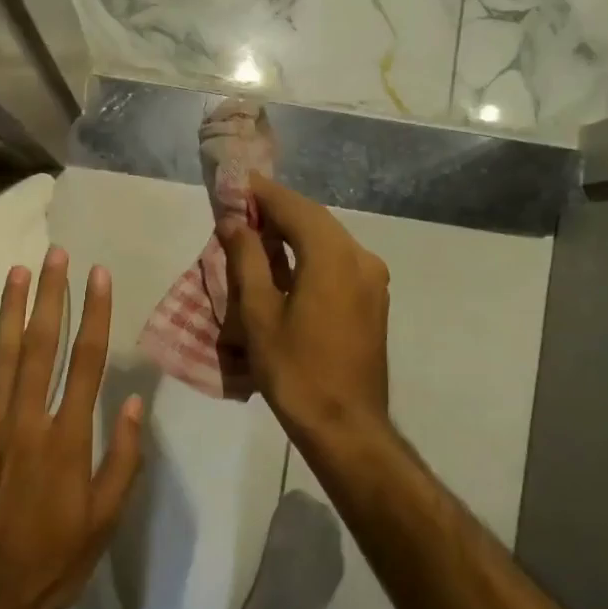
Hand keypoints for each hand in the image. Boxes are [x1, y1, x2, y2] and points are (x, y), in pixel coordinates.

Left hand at [0, 248, 143, 608]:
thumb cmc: (53, 561)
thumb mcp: (105, 519)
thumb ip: (121, 457)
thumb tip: (130, 401)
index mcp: (68, 438)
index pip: (87, 361)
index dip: (95, 313)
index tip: (98, 276)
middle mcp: (28, 420)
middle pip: (42, 345)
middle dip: (51, 295)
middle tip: (55, 255)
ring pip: (1, 356)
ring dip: (10, 310)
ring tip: (18, 271)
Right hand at [219, 174, 391, 446]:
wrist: (346, 426)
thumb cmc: (296, 370)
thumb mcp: (260, 314)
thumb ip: (247, 260)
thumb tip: (234, 222)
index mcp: (333, 256)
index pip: (295, 208)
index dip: (264, 193)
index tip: (237, 182)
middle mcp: (361, 257)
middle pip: (315, 220)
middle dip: (279, 210)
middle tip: (242, 206)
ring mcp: (372, 280)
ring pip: (329, 239)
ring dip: (295, 231)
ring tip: (259, 233)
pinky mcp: (373, 300)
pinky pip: (339, 260)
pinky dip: (311, 252)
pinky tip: (288, 263)